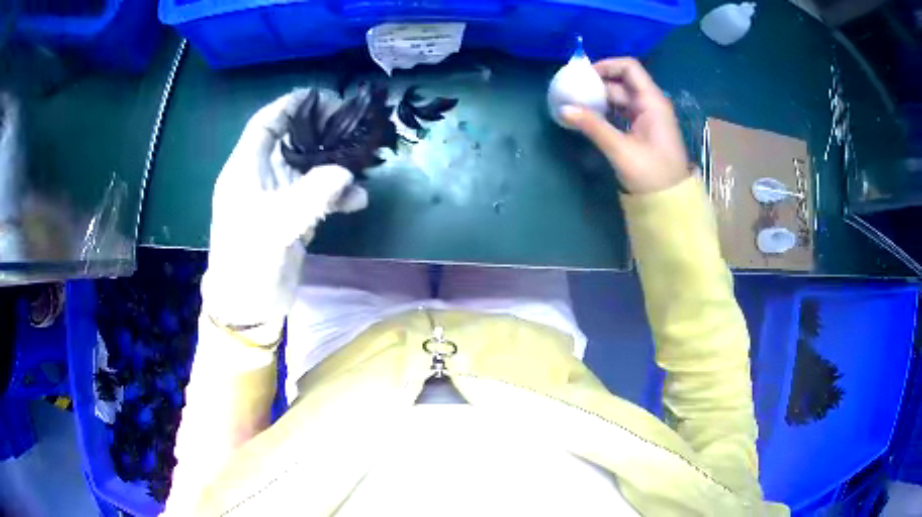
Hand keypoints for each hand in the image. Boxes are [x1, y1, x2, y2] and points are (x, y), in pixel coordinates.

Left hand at [201, 89, 367, 343]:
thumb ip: (311, 195)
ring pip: (308, 166)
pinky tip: (357, 200)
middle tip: (352, 124)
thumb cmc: (248, 262)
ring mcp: (278, 197)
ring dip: (334, 163)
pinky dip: (337, 195)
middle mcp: (261, 177)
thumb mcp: (275, 226)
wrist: (248, 307)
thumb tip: (346, 170)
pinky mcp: (292, 217)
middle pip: (292, 140)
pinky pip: (318, 195)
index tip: (322, 95)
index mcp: (245, 169)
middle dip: (321, 129)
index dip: (290, 105)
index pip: (266, 123)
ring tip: (363, 160)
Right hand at [562, 58, 688, 194]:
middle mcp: (650, 103)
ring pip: (620, 97)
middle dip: (597, 83)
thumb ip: (592, 126)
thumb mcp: (620, 149)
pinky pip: (621, 111)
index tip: (583, 75)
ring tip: (576, 103)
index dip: (606, 65)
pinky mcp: (643, 128)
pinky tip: (589, 117)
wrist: (670, 201)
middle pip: (621, 82)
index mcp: (652, 101)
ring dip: (600, 98)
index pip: (629, 68)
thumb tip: (563, 109)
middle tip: (573, 91)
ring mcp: (647, 116)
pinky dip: (606, 110)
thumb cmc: (651, 173)